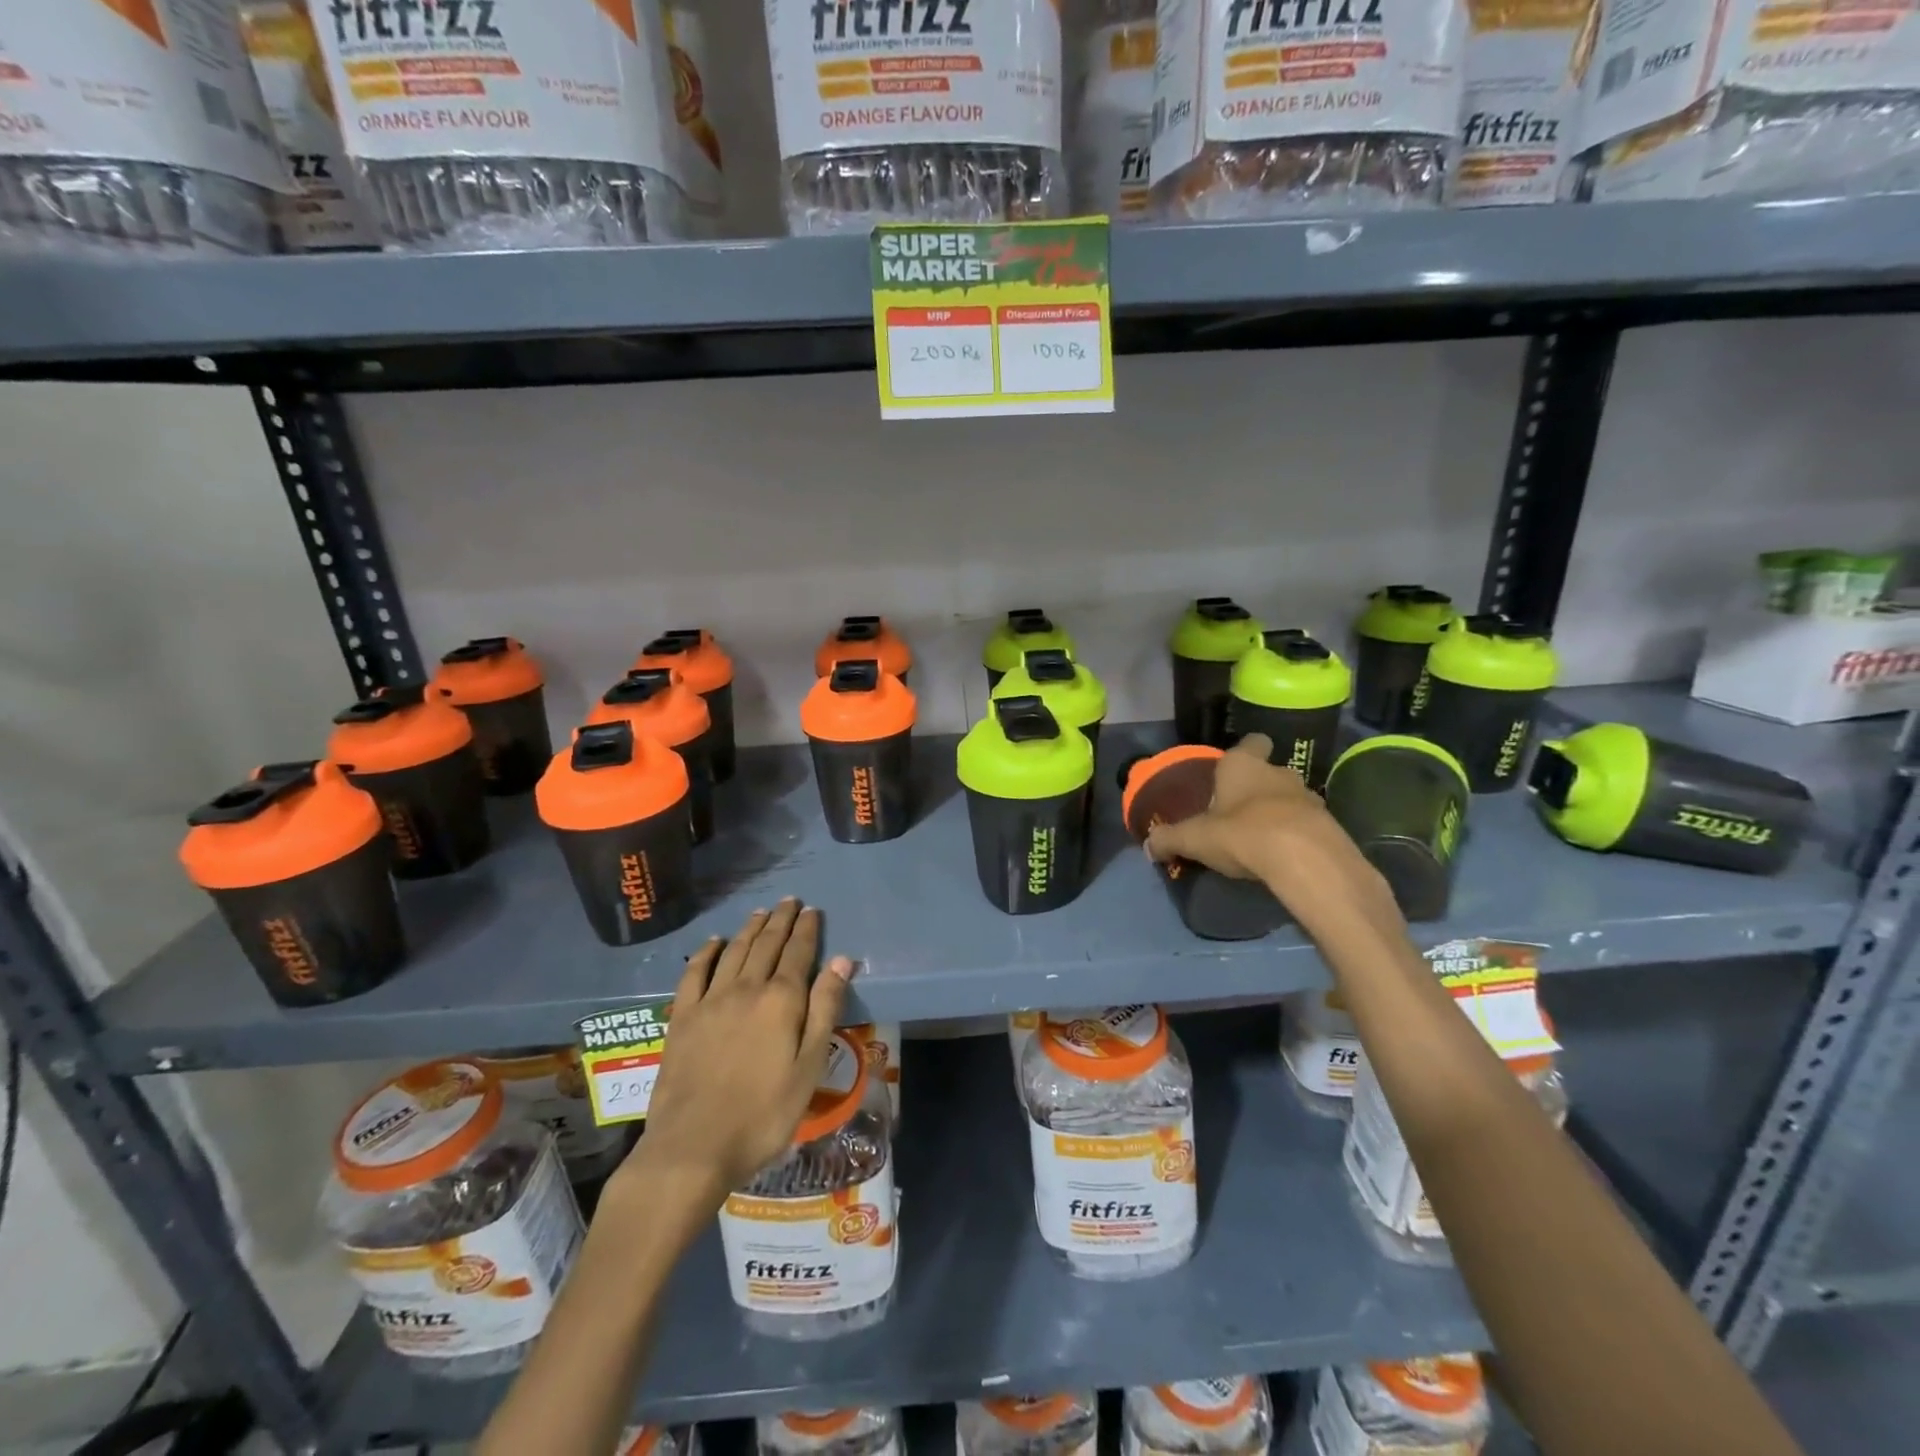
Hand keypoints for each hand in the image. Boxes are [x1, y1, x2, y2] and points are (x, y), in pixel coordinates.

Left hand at [617, 900, 852, 1212]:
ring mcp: (710, 1001)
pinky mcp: (682, 1018)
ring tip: (761, 913)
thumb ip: (824, 1009)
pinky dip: (706, 953)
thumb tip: (842, 961)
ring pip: (734, 952)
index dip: (807, 929)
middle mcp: (746, 989)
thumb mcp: (809, 1066)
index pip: (798, 953)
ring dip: (749, 929)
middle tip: (789, 901)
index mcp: (781, 1000)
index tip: (813, 910)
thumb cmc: (763, 1114)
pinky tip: (713, 943)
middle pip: (766, 945)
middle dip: (780, 921)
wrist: (693, 1146)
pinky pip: (694, 973)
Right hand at [1145, 734, 1400, 934]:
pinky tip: (1282, 855)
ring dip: (1277, 812)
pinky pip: (1306, 823)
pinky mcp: (1327, 824)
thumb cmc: (1242, 833)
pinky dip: (1295, 834)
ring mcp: (1308, 796)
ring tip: (1260, 838)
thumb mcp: (1194, 838)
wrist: (1305, 859)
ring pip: (1288, 797)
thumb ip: (1169, 839)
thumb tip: (1148, 846)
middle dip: (1255, 788)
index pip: (1251, 742)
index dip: (1244, 752)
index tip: (1231, 769)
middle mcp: (1278, 772)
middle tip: (1236, 813)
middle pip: (1267, 772)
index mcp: (1243, 765)